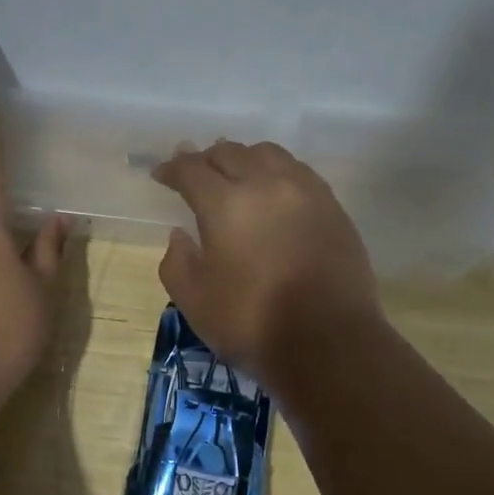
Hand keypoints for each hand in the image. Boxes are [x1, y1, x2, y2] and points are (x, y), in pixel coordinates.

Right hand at [152, 140, 379, 382]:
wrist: (327, 341)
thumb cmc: (252, 323)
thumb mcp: (194, 301)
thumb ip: (177, 262)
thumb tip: (180, 235)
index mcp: (225, 204)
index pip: (191, 169)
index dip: (172, 168)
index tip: (161, 174)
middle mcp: (266, 184)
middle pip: (230, 152)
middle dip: (206, 158)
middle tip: (194, 173)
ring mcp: (305, 192)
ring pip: (268, 154)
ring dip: (244, 158)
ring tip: (235, 174)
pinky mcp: (332, 206)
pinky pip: (298, 171)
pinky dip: (276, 172)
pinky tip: (273, 191)